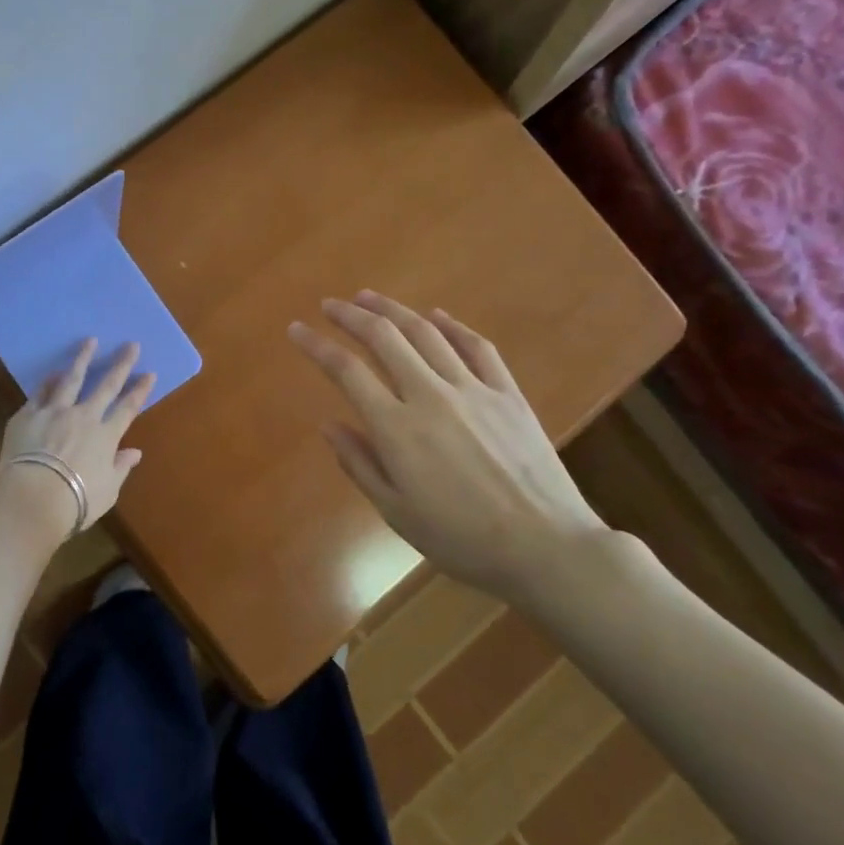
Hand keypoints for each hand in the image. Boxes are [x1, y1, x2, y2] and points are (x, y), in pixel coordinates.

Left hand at [0, 340, 154, 538]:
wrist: (33, 500)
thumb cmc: (75, 503)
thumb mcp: (107, 491)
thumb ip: (120, 467)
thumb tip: (134, 452)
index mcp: (106, 436)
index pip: (128, 408)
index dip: (140, 390)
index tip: (149, 373)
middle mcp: (84, 417)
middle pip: (106, 385)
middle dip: (121, 364)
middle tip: (131, 345)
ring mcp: (55, 412)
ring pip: (71, 379)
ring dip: (83, 359)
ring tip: (90, 341)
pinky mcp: (28, 415)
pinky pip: (40, 393)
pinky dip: (48, 381)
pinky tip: (53, 372)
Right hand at [289, 291, 607, 600]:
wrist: (547, 547)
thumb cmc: (462, 539)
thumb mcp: (397, 513)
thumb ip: (360, 464)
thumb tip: (329, 424)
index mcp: (397, 429)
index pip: (346, 371)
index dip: (316, 346)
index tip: (296, 330)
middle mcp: (430, 396)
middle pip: (384, 338)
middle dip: (351, 315)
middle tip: (330, 304)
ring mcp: (473, 389)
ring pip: (426, 333)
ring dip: (393, 310)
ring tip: (368, 297)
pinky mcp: (507, 393)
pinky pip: (477, 347)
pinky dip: (452, 326)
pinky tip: (436, 316)